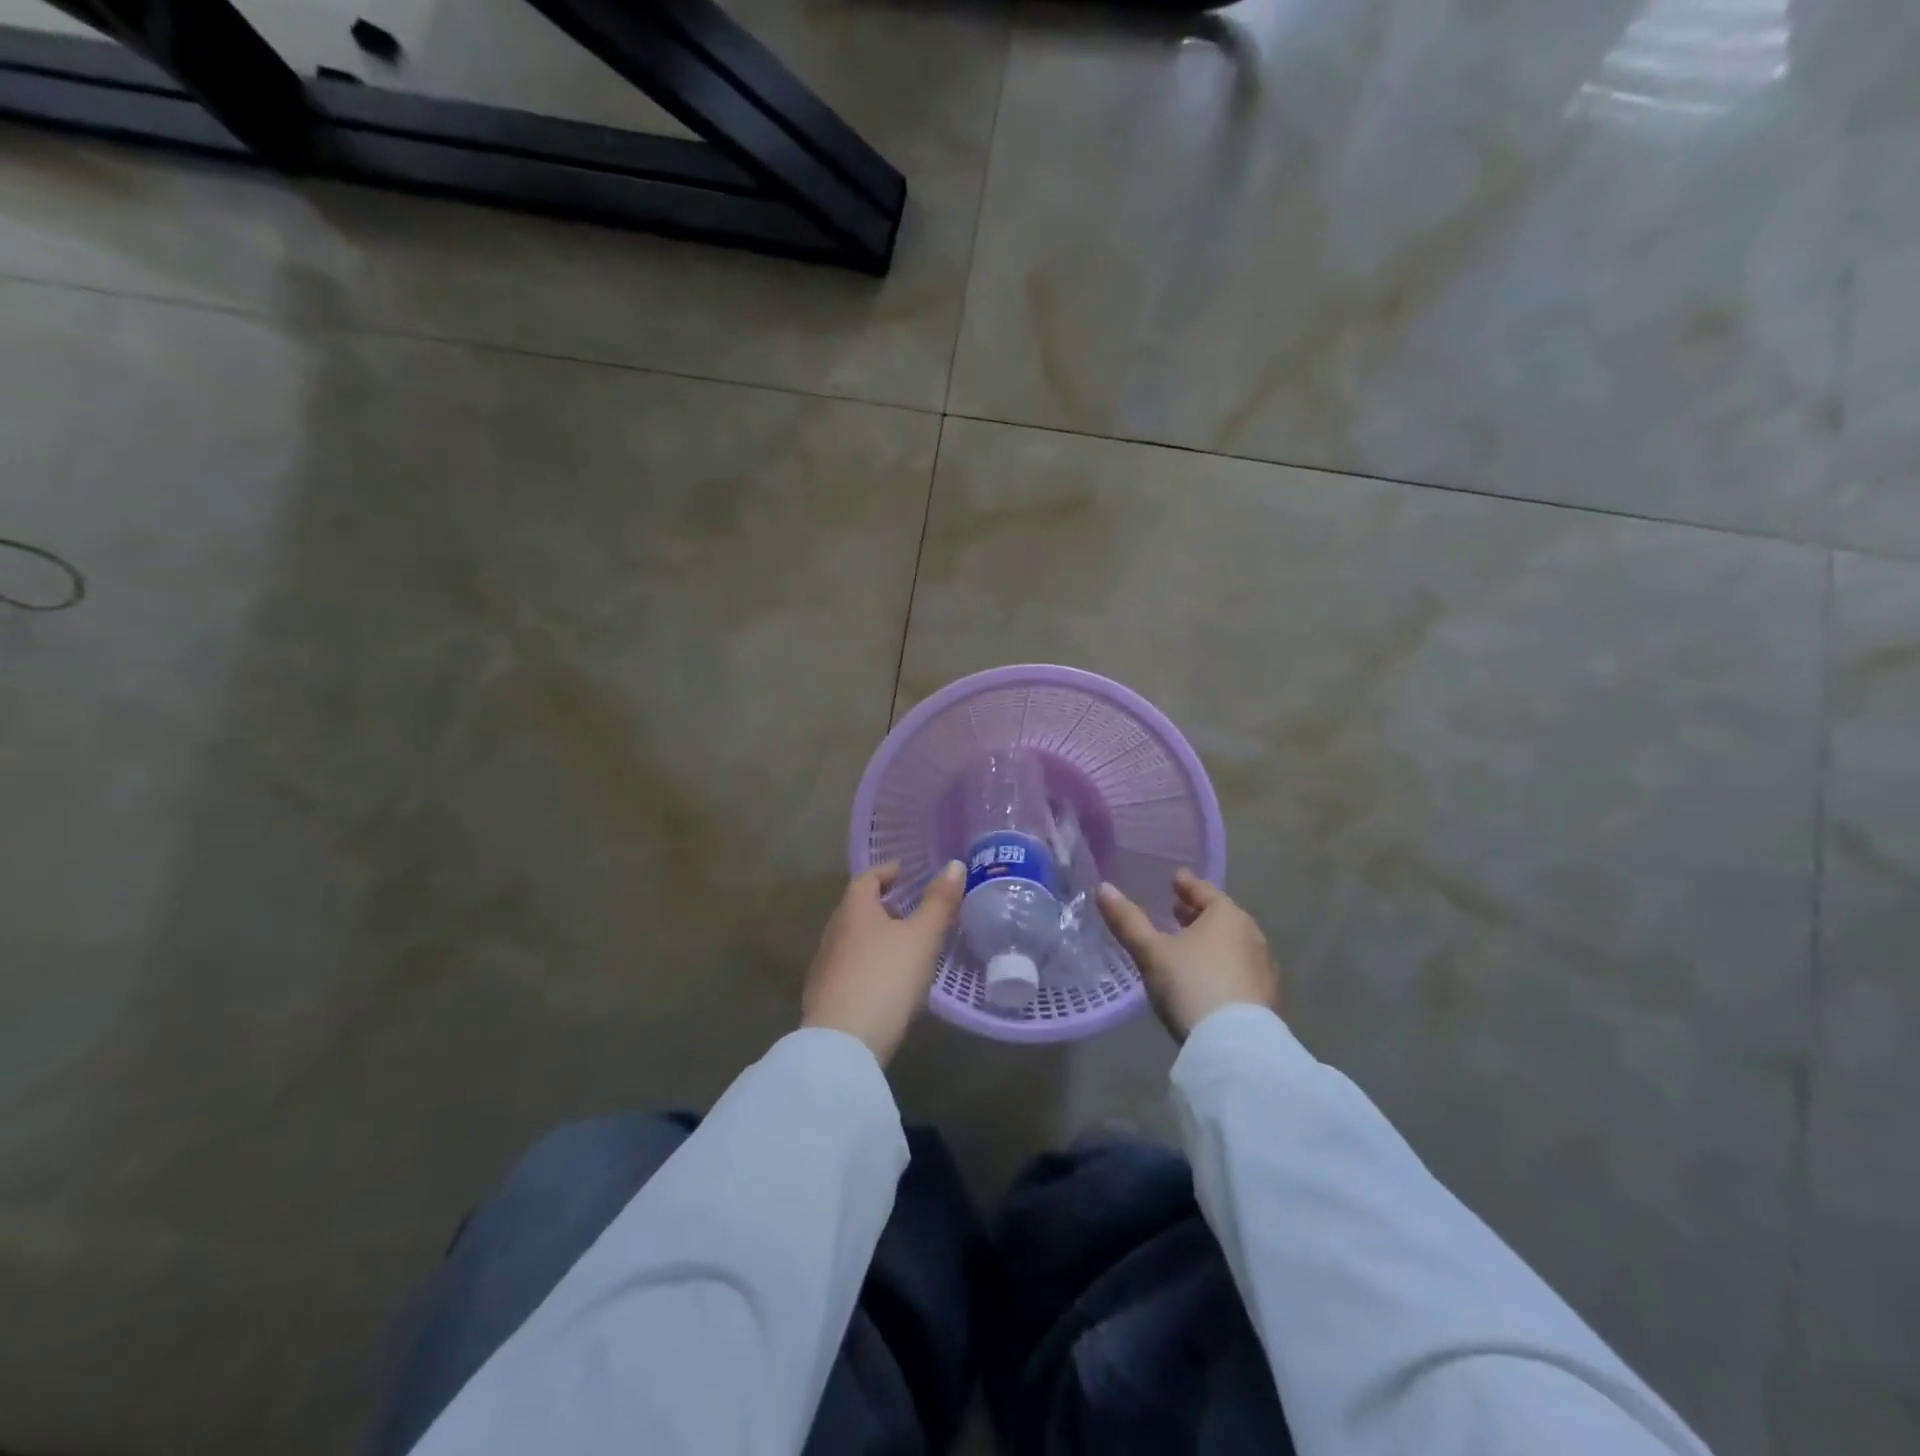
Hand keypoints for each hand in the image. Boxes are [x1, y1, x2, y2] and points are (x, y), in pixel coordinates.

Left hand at [802, 861, 964, 1065]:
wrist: (842, 1045)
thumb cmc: (886, 978)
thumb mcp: (922, 937)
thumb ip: (939, 901)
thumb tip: (954, 864)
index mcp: (854, 909)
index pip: (868, 878)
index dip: (888, 872)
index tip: (906, 872)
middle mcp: (834, 931)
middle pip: (858, 908)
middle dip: (883, 904)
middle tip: (912, 907)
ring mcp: (825, 965)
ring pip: (853, 938)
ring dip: (876, 935)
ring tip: (905, 944)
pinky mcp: (824, 996)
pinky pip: (849, 966)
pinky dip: (868, 962)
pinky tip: (887, 980)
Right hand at [1096, 870, 1280, 1042]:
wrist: (1235, 1046)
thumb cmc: (1191, 984)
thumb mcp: (1151, 952)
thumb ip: (1128, 920)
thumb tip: (1103, 888)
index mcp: (1227, 916)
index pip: (1204, 891)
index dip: (1187, 885)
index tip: (1176, 879)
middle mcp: (1251, 935)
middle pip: (1222, 917)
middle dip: (1199, 913)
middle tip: (1177, 911)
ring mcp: (1263, 968)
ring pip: (1233, 943)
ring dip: (1211, 940)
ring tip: (1188, 945)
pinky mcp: (1266, 997)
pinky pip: (1239, 968)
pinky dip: (1222, 964)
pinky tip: (1207, 977)